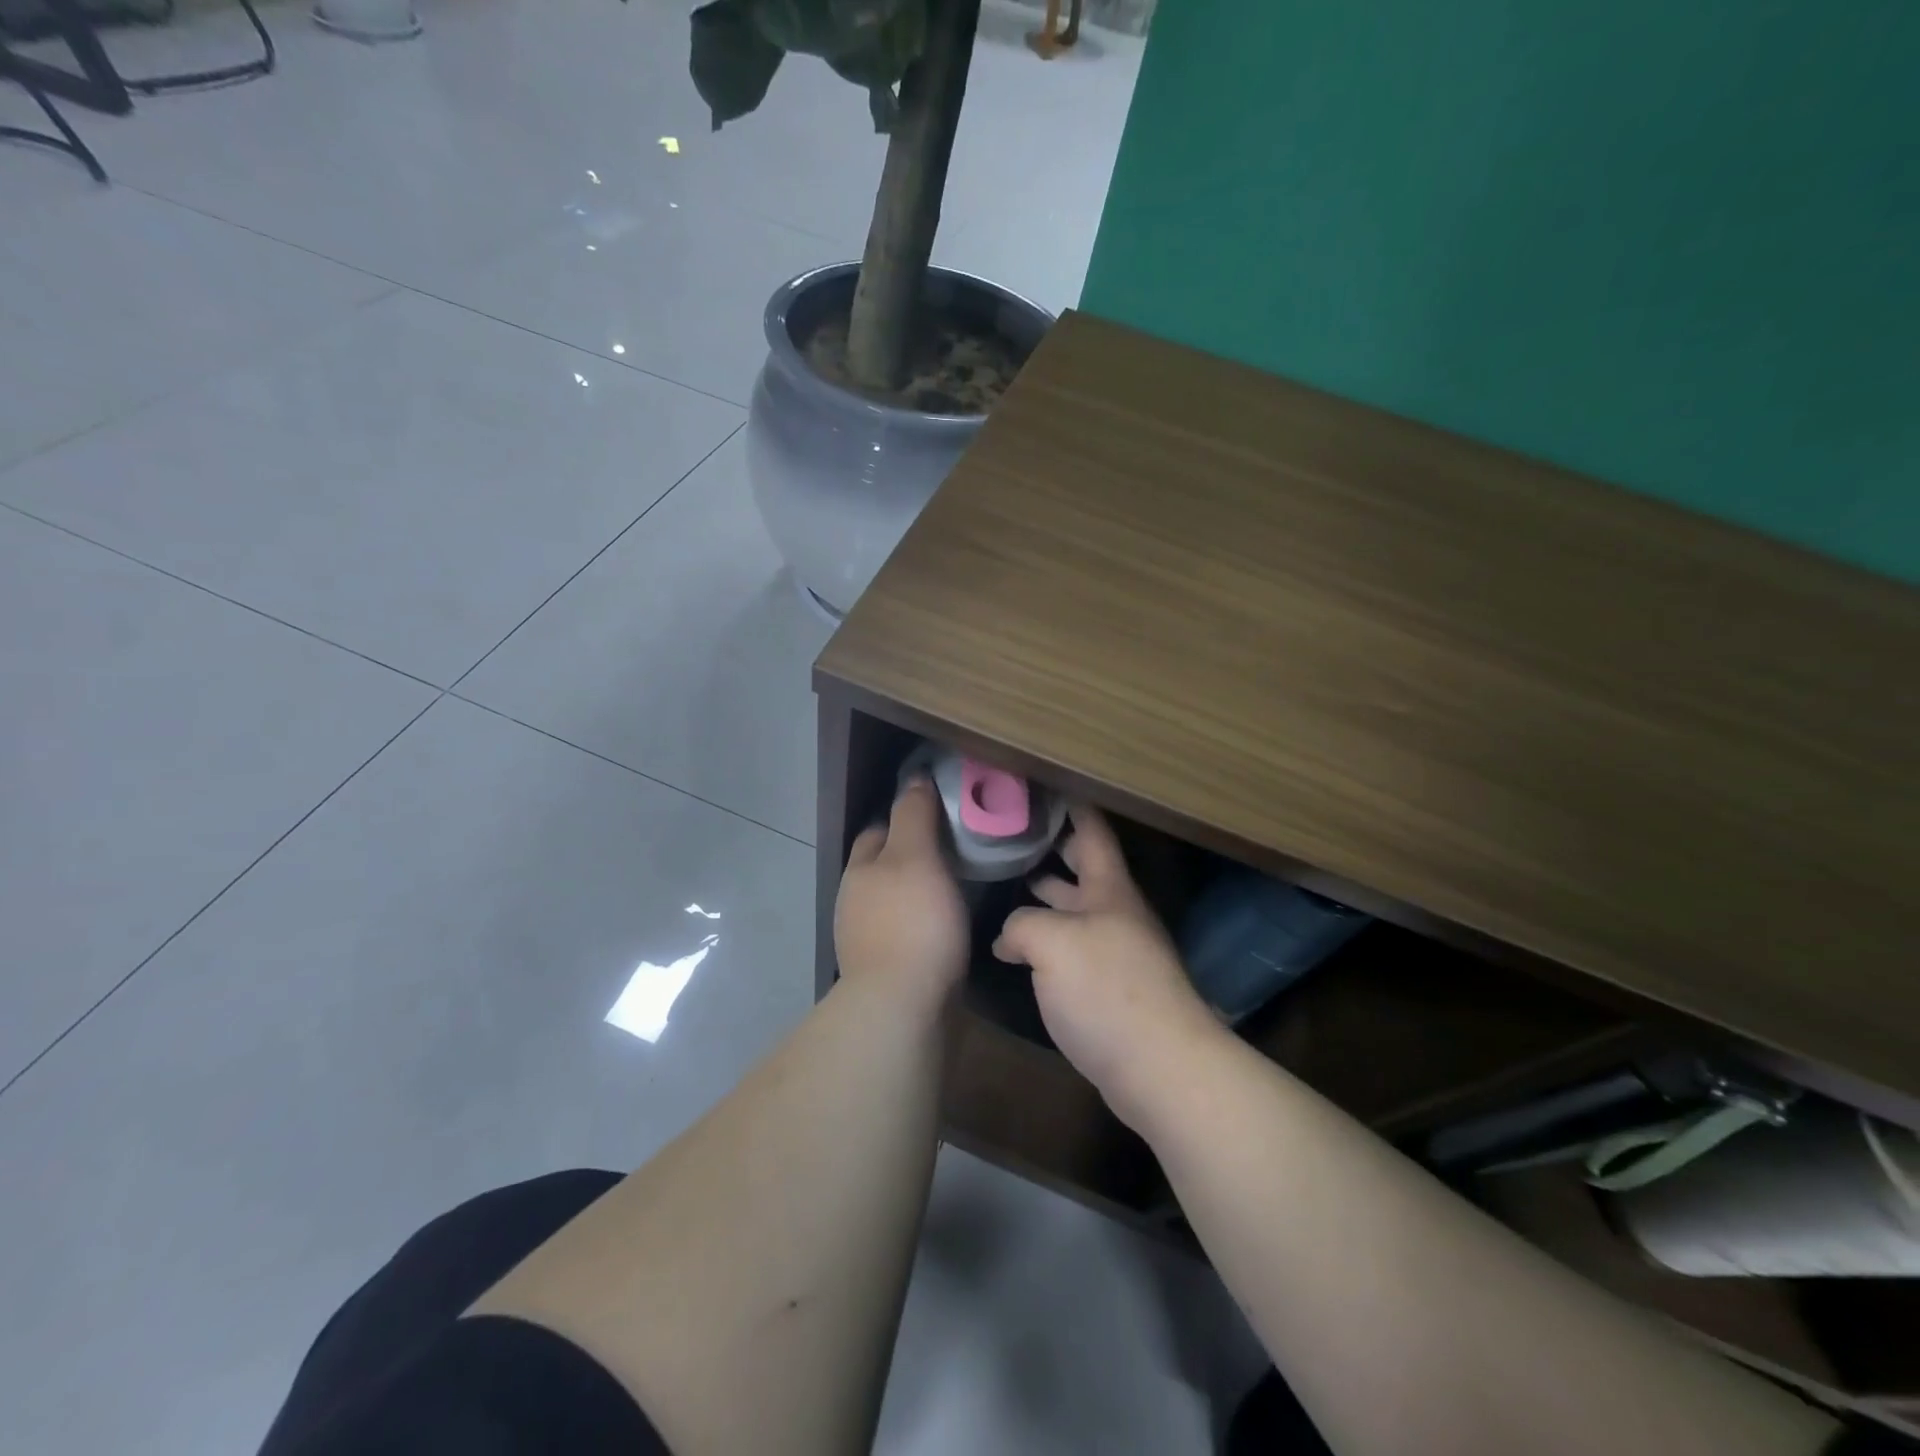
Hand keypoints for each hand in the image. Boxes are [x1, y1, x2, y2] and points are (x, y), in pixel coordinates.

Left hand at [834, 777, 969, 1014]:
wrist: (903, 1007)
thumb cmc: (912, 922)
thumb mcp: (916, 856)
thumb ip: (913, 815)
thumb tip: (914, 778)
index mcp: (859, 870)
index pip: (877, 830)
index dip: (904, 817)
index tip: (938, 814)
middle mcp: (854, 902)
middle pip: (882, 867)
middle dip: (909, 856)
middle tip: (955, 851)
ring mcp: (865, 939)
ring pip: (893, 901)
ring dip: (916, 893)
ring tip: (956, 888)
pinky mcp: (884, 970)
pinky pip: (905, 933)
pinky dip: (922, 924)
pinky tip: (946, 929)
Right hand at [993, 805, 1226, 1129]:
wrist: (1159, 1068)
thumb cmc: (1107, 989)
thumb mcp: (1052, 942)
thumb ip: (1021, 924)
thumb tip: (1008, 938)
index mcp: (1110, 889)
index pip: (1091, 831)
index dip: (1071, 805)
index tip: (1043, 785)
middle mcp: (1115, 913)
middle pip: (1083, 868)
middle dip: (1052, 848)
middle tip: (1011, 832)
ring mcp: (1114, 952)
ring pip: (1074, 910)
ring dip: (1045, 896)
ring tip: (1007, 881)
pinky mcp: (1108, 989)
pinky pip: (1071, 949)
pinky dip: (1045, 940)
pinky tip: (1018, 948)